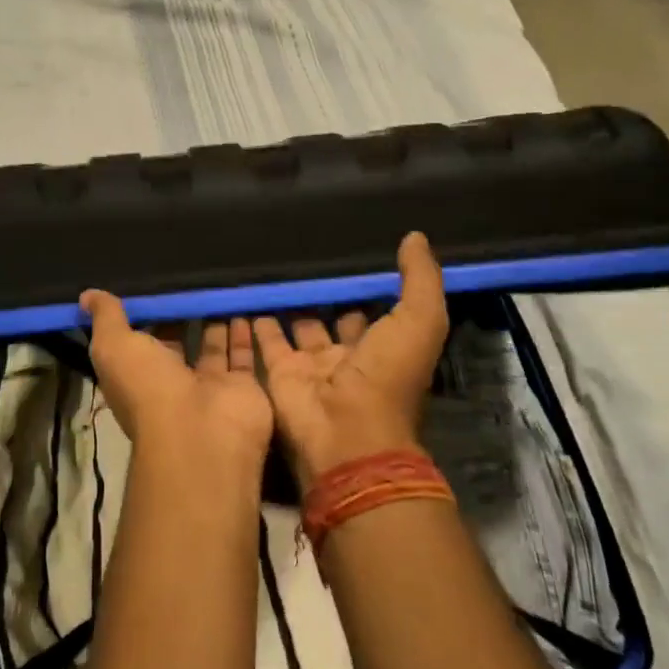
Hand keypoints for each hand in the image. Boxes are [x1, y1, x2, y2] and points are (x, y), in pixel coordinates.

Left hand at [79, 293, 273, 473]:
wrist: (202, 430)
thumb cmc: (149, 386)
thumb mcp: (115, 346)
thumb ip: (106, 319)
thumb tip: (87, 296)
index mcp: (136, 375)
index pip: (138, 341)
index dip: (145, 315)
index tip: (153, 284)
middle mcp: (171, 382)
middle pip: (177, 343)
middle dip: (183, 315)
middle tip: (193, 277)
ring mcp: (208, 386)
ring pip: (212, 347)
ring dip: (216, 320)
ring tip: (221, 285)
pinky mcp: (242, 387)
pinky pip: (244, 354)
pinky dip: (245, 332)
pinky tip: (247, 301)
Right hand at [253, 232, 449, 490]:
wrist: (345, 431)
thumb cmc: (387, 376)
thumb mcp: (420, 322)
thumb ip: (420, 280)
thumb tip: (415, 236)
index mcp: (385, 346)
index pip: (375, 308)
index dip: (367, 283)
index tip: (353, 249)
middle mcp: (349, 354)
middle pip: (335, 316)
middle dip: (326, 291)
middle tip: (307, 252)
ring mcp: (312, 364)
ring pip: (299, 324)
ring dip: (291, 302)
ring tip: (275, 265)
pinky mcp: (280, 371)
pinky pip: (265, 339)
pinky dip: (256, 319)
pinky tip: (248, 291)